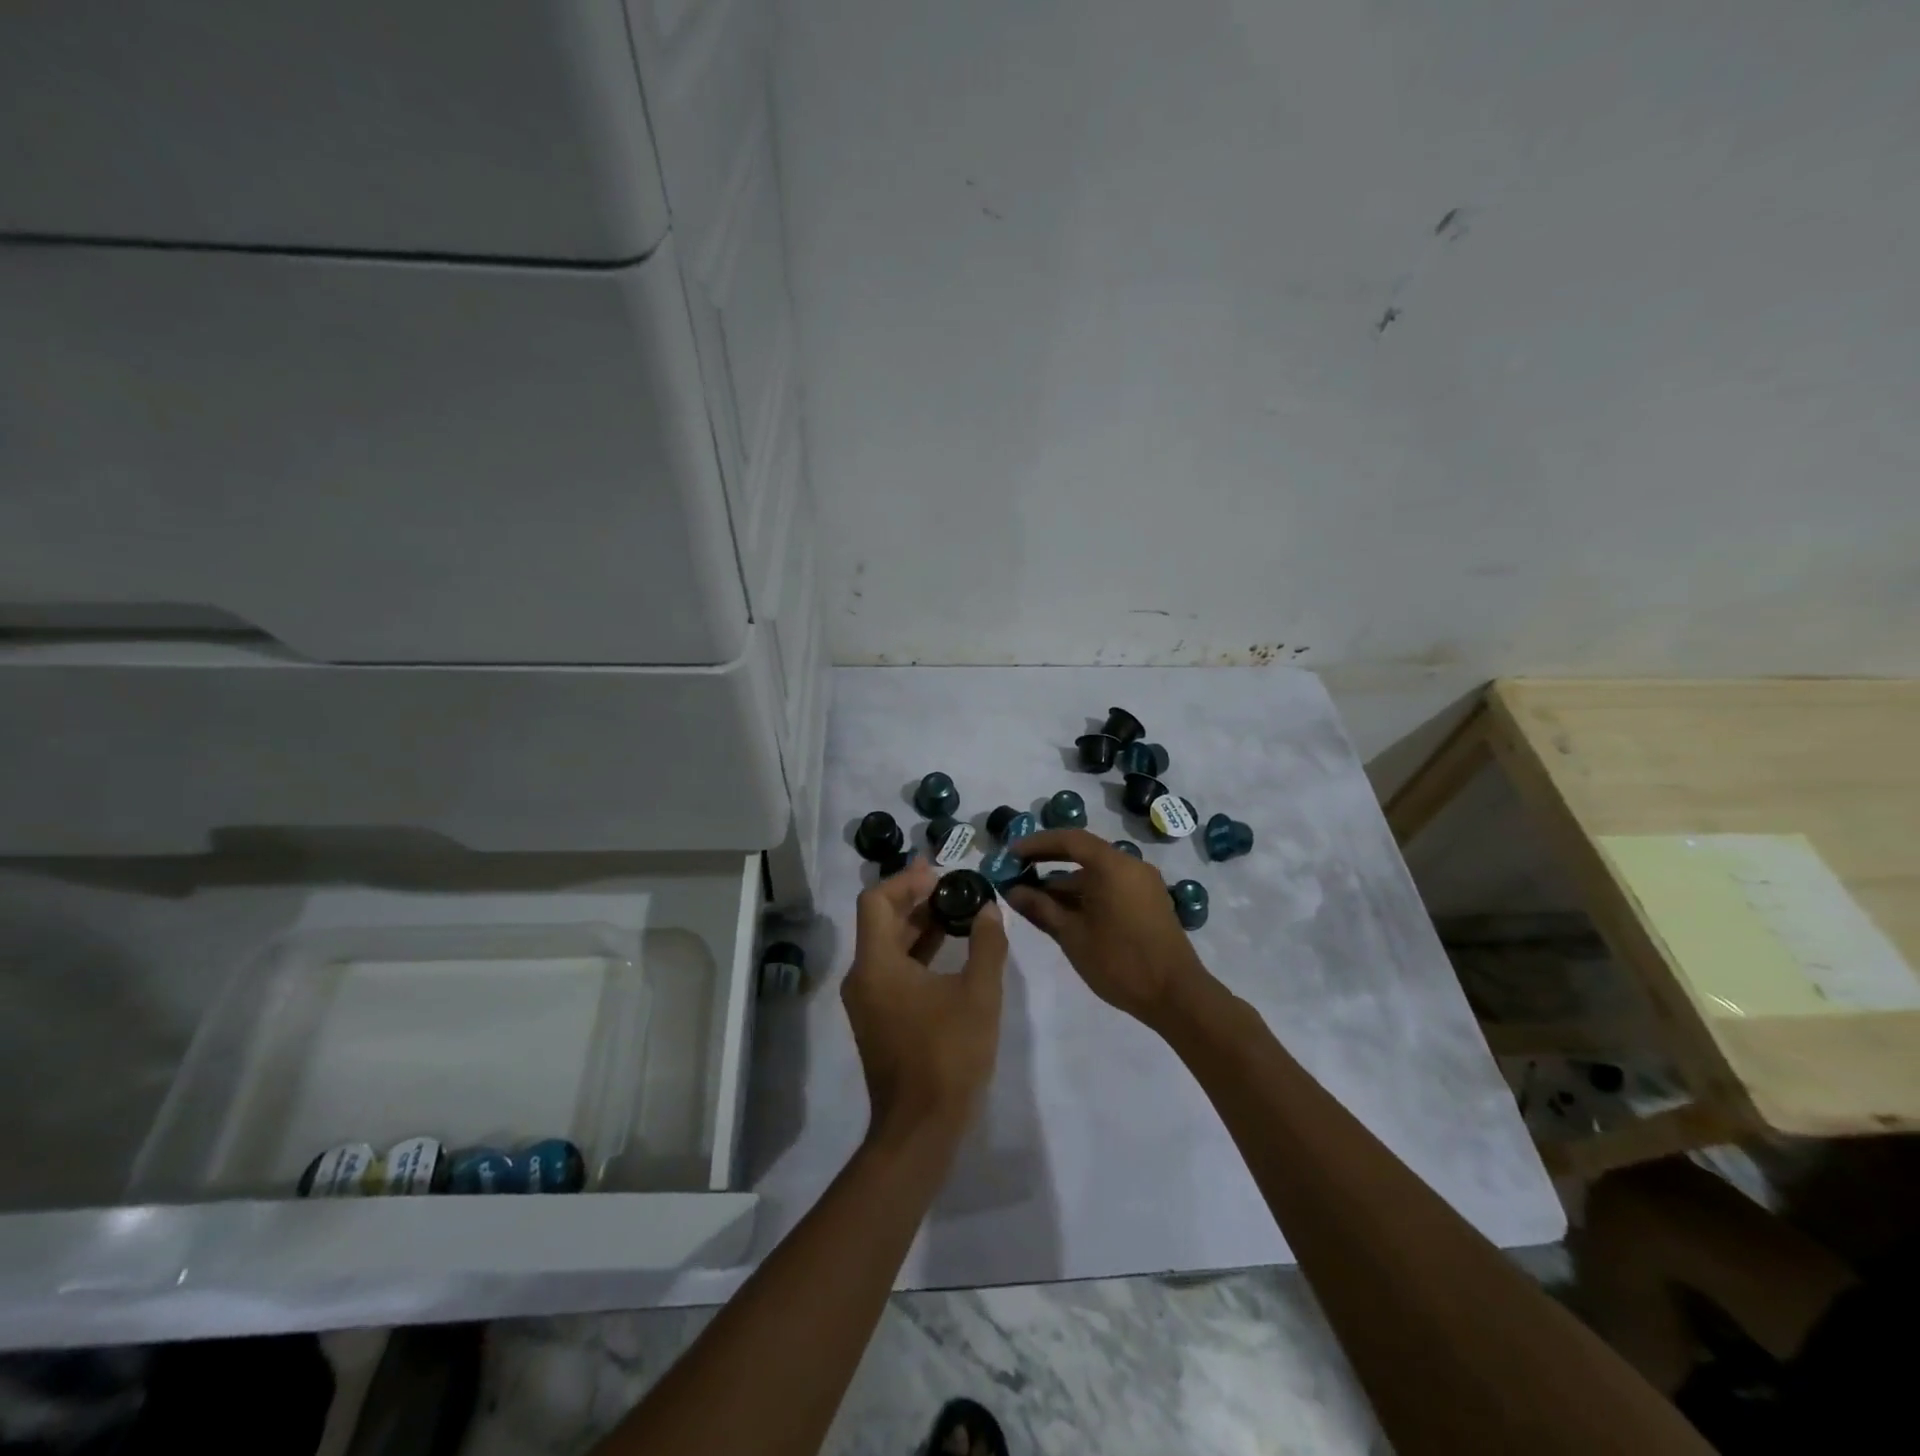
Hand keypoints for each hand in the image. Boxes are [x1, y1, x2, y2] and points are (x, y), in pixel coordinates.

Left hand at [841, 857, 1008, 1146]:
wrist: (920, 1128)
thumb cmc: (948, 1055)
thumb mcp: (979, 994)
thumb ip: (986, 945)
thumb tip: (988, 909)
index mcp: (877, 964)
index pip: (876, 900)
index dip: (906, 880)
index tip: (939, 873)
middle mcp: (863, 976)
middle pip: (881, 920)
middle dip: (915, 899)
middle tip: (953, 885)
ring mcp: (868, 1000)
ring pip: (887, 946)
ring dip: (918, 925)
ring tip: (956, 910)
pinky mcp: (878, 1019)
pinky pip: (892, 970)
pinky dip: (917, 952)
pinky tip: (949, 950)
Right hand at [1003, 828, 1211, 1028]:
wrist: (1176, 996)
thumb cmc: (1120, 961)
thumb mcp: (1072, 935)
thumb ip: (1040, 907)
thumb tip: (1012, 890)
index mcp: (1113, 865)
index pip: (1069, 839)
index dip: (1037, 844)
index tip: (1011, 853)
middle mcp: (1131, 865)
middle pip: (1083, 853)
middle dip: (1048, 862)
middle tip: (1017, 873)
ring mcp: (1143, 884)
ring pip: (1096, 873)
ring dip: (1065, 883)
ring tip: (1034, 900)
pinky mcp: (1149, 902)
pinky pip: (1111, 886)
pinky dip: (1086, 893)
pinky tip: (1064, 913)